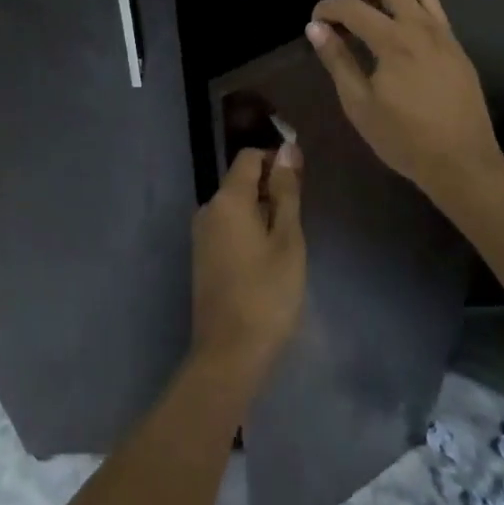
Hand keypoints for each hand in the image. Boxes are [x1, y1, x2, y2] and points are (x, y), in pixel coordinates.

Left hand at [190, 144, 305, 387]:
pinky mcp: (202, 257)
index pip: (249, 158)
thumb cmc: (267, 294)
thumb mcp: (287, 240)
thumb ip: (286, 192)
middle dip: (271, 190)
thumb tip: (288, 149)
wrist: (229, 355)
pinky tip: (267, 259)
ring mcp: (201, 235)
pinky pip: (228, 227)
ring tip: (287, 243)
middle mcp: (208, 209)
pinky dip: (248, 231)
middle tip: (299, 220)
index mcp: (227, 199)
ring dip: (262, 213)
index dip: (276, 160)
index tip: (301, 182)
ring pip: (236, 206)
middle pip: (241, 181)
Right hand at [308, 0, 503, 202]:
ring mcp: (444, 35)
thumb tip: (316, 28)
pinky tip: (402, 36)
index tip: (316, 22)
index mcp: (393, 41)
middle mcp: (420, 27)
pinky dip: (413, 9)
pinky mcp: (457, 47)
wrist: (462, 162)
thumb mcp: (359, 104)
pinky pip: (435, 11)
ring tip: (376, 15)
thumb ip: (337, 61)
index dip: (328, 8)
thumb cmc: (404, 138)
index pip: (352, 6)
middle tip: (346, 7)